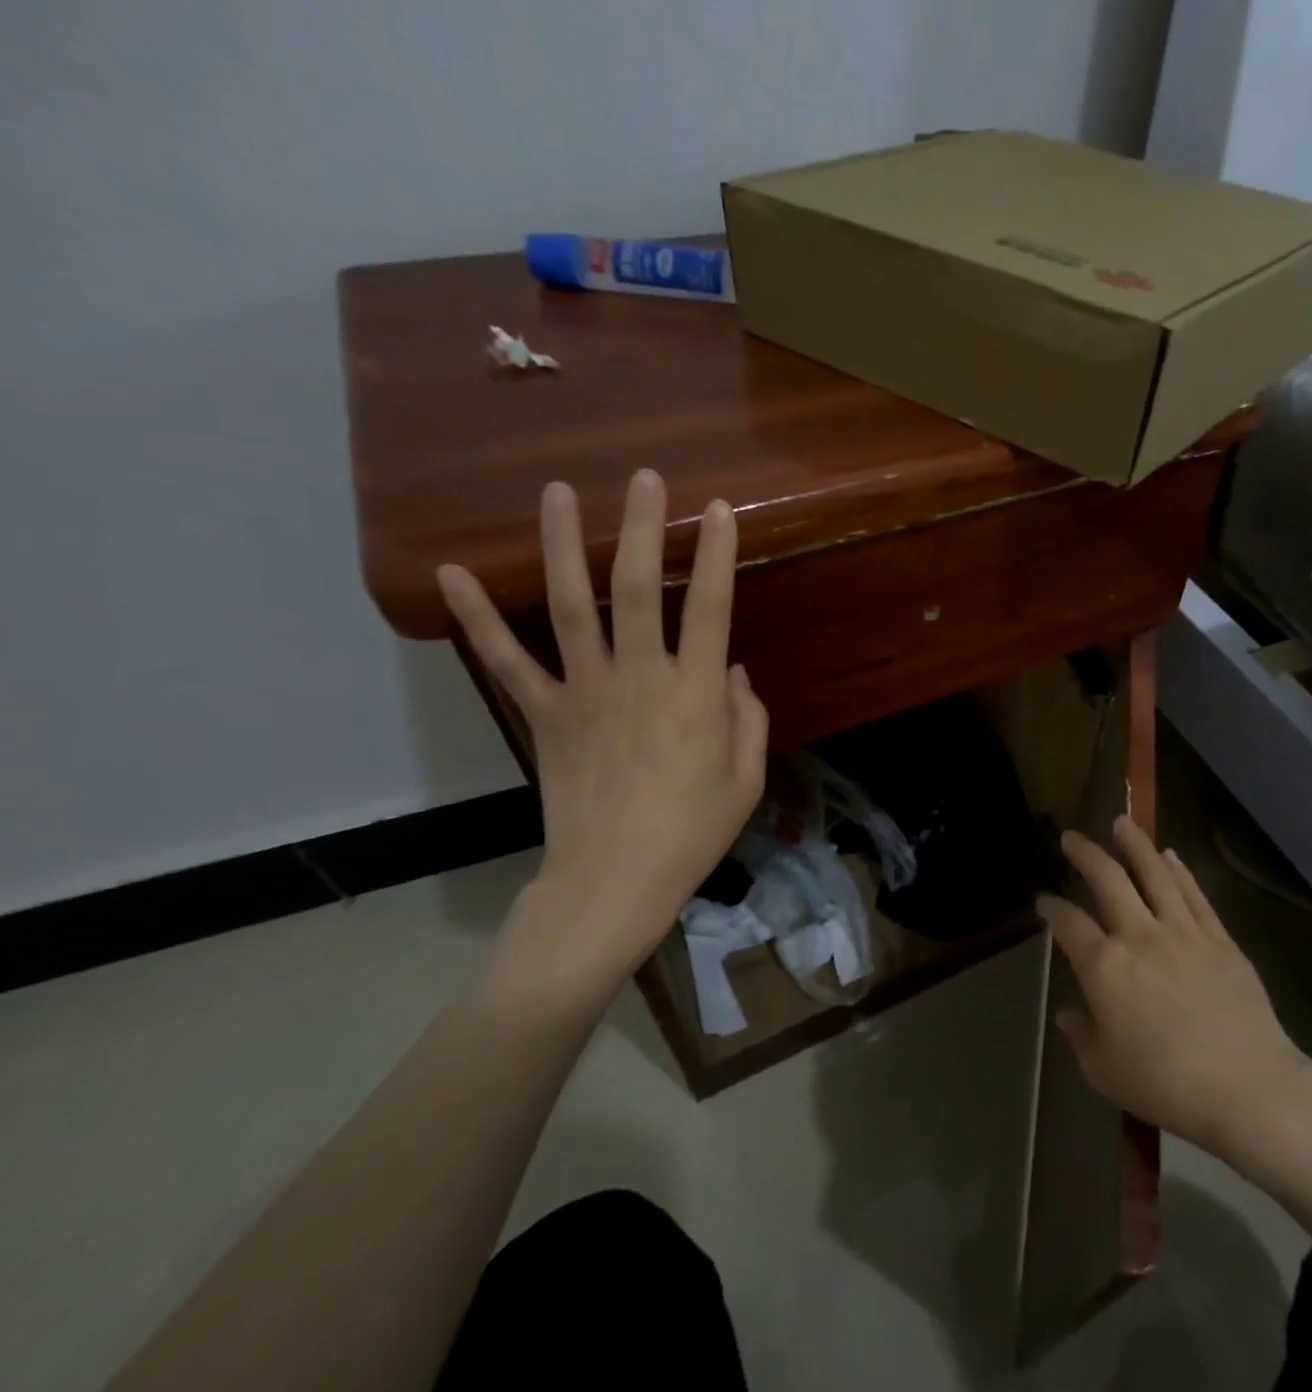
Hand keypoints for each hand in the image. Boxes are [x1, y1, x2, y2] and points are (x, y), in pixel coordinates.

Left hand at [437, 471, 767, 1000]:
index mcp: (696, 695)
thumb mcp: (746, 781)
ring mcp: (585, 692)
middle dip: (643, 528)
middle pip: (638, 589)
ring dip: (563, 545)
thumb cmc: (693, 833)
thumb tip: (736, 672)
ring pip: (572, 606)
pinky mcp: (544, 714)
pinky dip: (478, 619)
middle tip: (644, 477)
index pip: (712, 609)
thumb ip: (748, 719)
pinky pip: (507, 661)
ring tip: (556, 491)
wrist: (615, 880)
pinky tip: (450, 572)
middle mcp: (640, 678)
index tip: (719, 511)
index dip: (718, 555)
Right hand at [1037, 818, 1311, 1158]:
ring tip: (1121, 823)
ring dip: (1134, 845)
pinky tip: (1170, 855)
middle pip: (1108, 880)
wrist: (1248, 1088)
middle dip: (1085, 854)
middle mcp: (1140, 936)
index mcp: (1104, 967)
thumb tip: (1069, 1013)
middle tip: (1071, 837)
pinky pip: (1195, 895)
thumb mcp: (1105, 1072)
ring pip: (1155, 874)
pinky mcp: (1220, 940)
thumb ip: (1081, 1036)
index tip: (1043, 900)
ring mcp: (1184, 933)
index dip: (1051, 908)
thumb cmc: (1167, 1085)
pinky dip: (1179, 871)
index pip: (1068, 924)